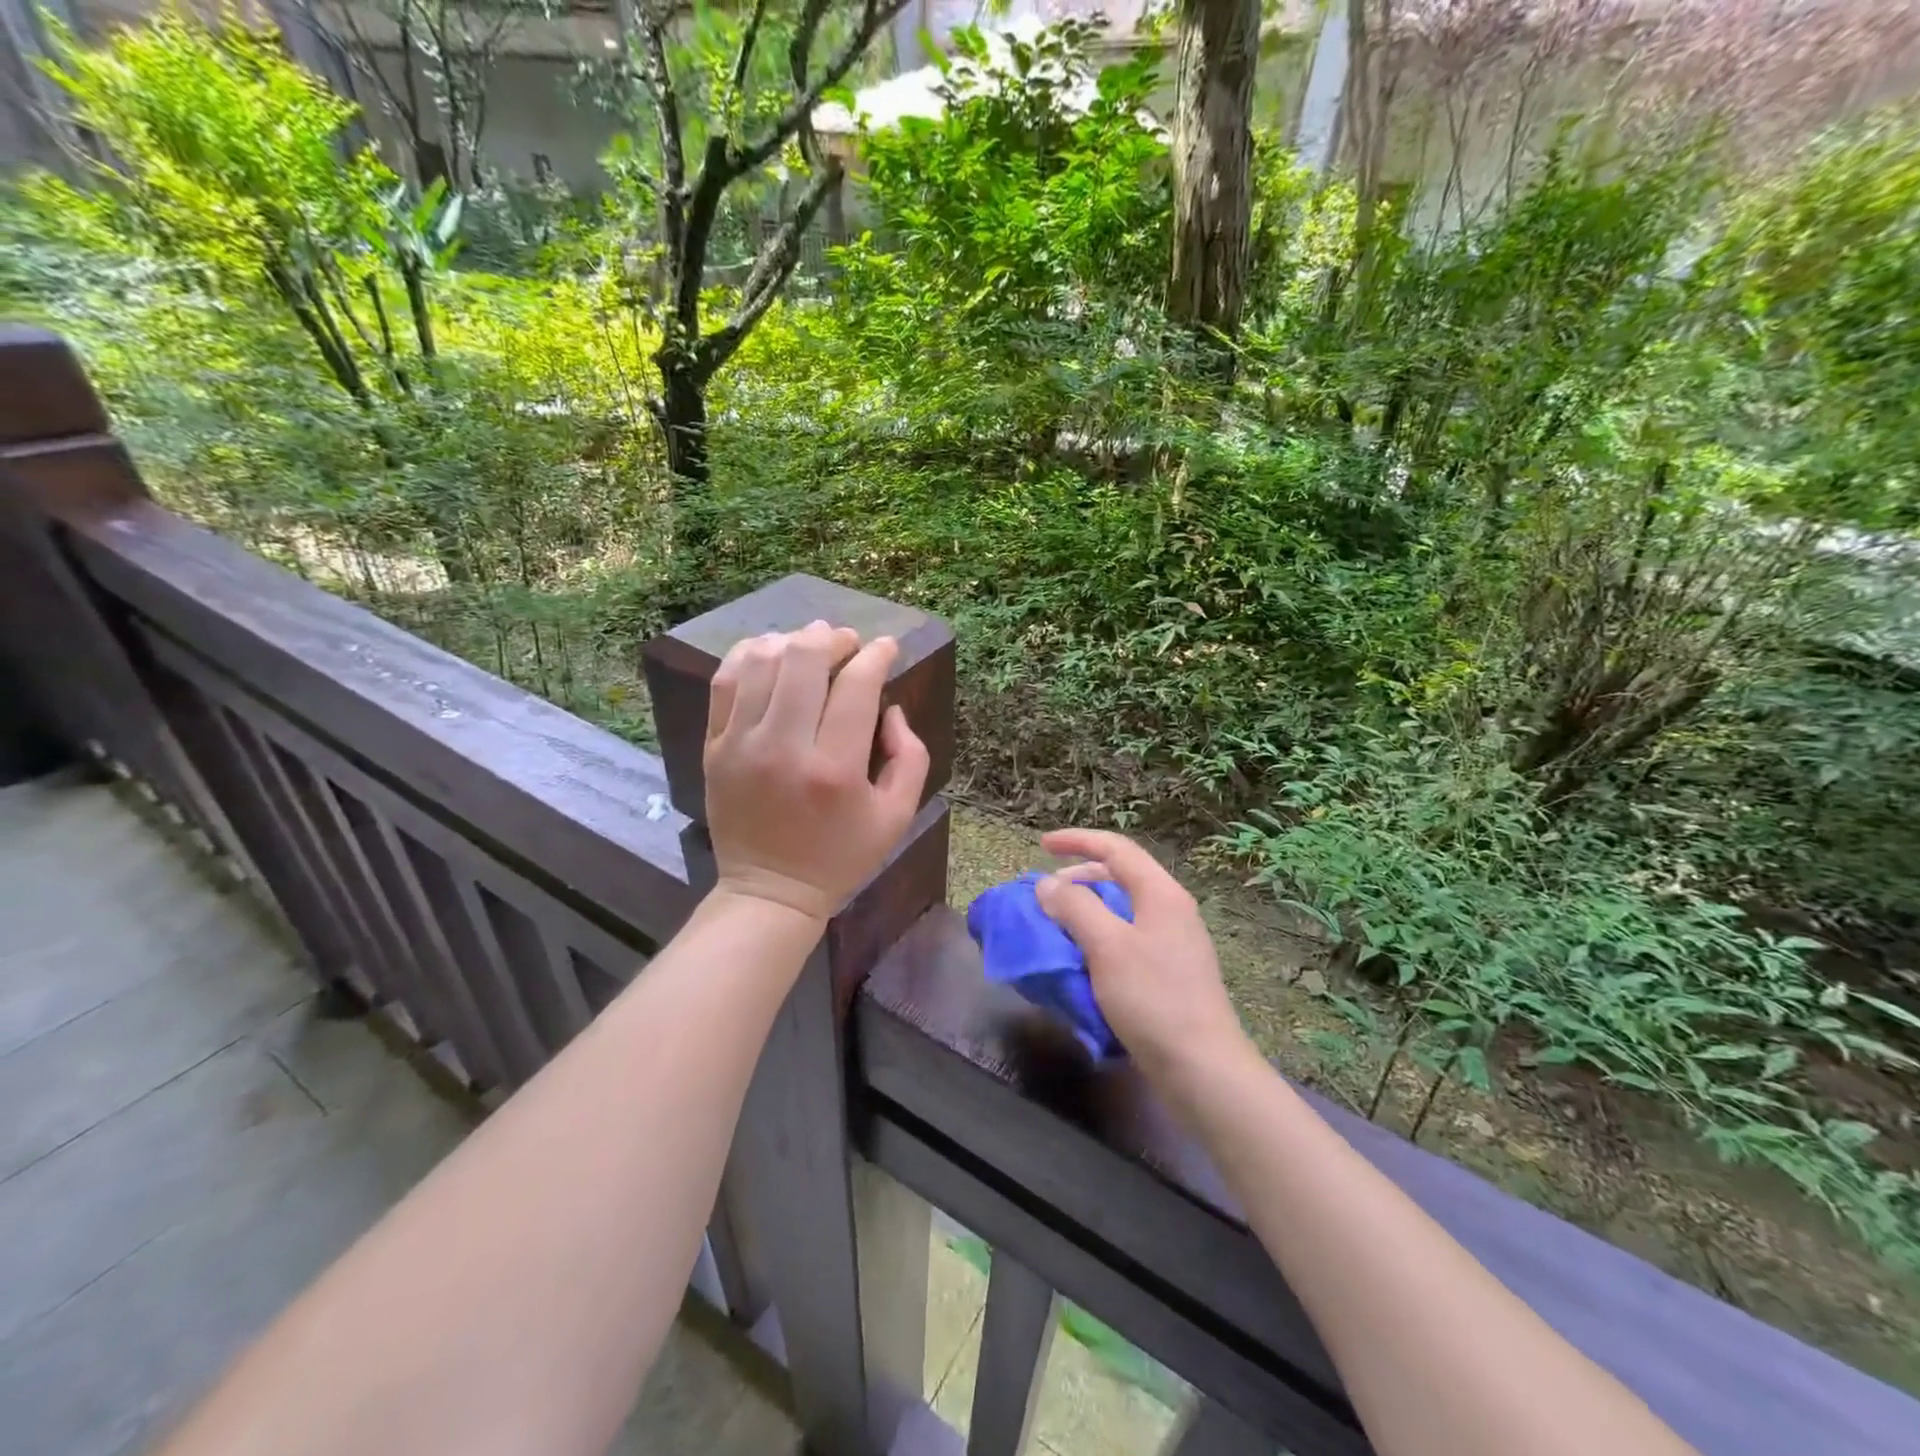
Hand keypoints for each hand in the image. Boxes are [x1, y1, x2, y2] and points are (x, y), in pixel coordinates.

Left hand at [704, 622, 929, 923]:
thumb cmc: (841, 856)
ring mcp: (741, 744)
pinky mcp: (714, 746)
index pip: (857, 686)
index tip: (887, 647)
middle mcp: (785, 748)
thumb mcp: (896, 816)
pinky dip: (749, 654)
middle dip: (833, 639)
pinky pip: (725, 681)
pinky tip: (770, 651)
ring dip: (792, 641)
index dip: (876, 655)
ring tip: (811, 643)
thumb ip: (911, 757)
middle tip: (848, 642)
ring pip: (762, 661)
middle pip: (805, 660)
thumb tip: (890, 707)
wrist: (770, 891)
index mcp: (835, 769)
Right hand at [1035, 829, 1249, 1084]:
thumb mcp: (1107, 946)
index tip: (1041, 845)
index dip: (1077, 841)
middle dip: (1079, 875)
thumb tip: (1047, 885)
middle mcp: (1171, 909)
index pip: (1116, 848)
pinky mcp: (1169, 971)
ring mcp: (1173, 941)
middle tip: (1046, 891)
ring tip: (1058, 923)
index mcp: (1160, 893)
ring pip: (1123, 907)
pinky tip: (1082, 956)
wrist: (1201, 1067)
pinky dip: (1099, 935)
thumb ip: (1075, 908)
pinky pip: (1127, 936)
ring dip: (1087, 908)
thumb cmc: (1152, 998)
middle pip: (1121, 874)